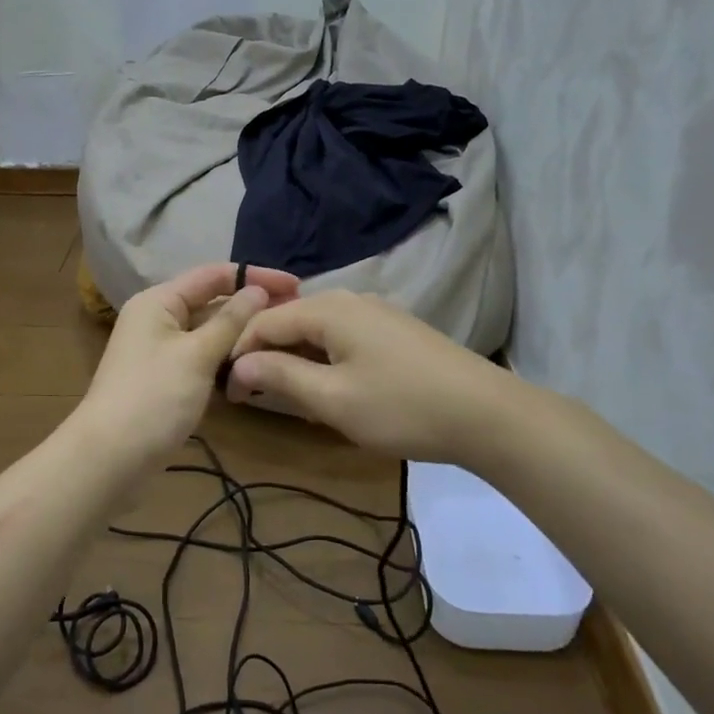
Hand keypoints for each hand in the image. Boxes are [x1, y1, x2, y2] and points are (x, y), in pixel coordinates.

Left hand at [77, 262, 299, 465]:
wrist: (110, 459)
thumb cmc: (153, 398)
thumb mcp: (196, 355)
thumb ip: (230, 321)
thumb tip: (258, 291)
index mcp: (159, 302)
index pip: (213, 275)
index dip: (254, 276)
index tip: (295, 286)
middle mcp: (158, 319)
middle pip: (211, 302)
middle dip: (251, 307)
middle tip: (296, 315)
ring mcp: (161, 351)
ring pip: (209, 333)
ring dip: (241, 335)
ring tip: (283, 340)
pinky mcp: (166, 379)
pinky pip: (202, 358)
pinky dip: (226, 360)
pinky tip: (255, 367)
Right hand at [225, 290, 518, 463]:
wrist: (486, 414)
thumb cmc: (401, 407)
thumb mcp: (332, 399)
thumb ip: (280, 376)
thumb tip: (238, 364)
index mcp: (327, 309)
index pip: (263, 321)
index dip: (239, 353)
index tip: (228, 392)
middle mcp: (348, 299)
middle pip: (289, 320)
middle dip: (264, 354)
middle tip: (252, 395)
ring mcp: (375, 312)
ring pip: (315, 329)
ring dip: (293, 358)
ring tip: (284, 394)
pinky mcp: (393, 330)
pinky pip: (341, 336)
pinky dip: (321, 358)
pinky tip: (326, 386)